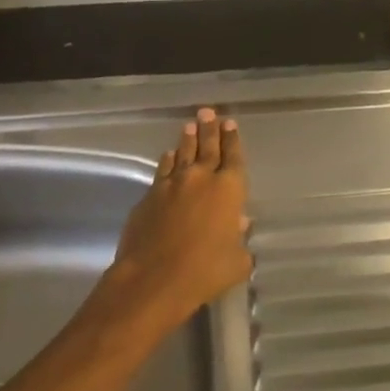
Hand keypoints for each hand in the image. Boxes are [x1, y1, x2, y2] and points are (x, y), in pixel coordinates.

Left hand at [104, 107, 251, 330]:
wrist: (153, 279)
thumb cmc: (205, 271)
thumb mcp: (237, 261)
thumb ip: (240, 240)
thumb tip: (238, 225)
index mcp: (229, 189)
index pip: (233, 157)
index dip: (232, 139)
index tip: (230, 123)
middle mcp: (201, 179)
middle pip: (207, 147)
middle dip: (210, 128)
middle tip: (209, 112)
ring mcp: (172, 185)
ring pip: (182, 154)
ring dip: (187, 139)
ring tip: (189, 125)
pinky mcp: (149, 196)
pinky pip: (162, 171)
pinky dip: (167, 161)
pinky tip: (168, 156)